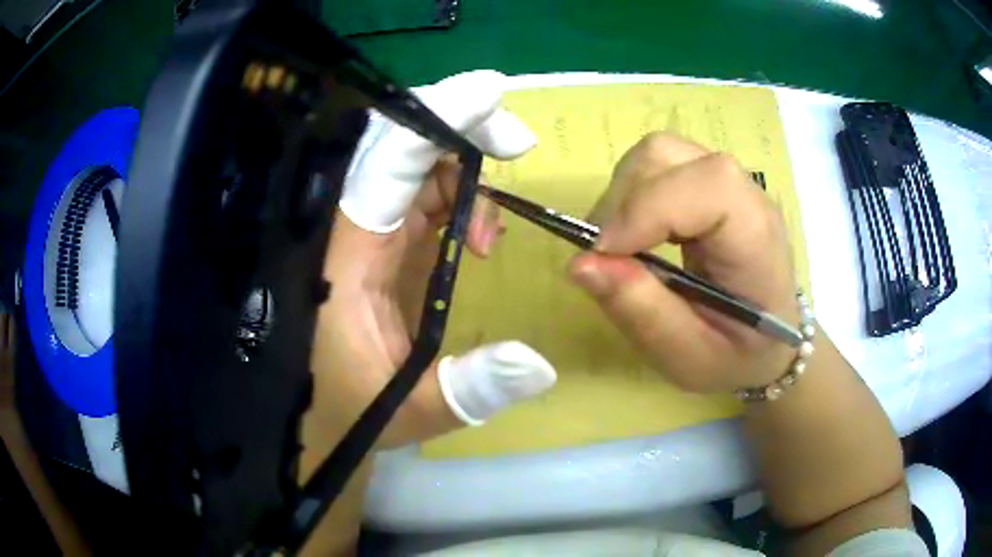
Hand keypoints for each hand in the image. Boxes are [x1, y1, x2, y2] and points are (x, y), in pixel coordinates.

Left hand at [307, 71, 556, 452]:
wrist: (320, 414)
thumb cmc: (348, 412)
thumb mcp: (410, 409)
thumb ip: (471, 389)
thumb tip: (541, 364)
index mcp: (346, 259)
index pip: (385, 168)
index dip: (433, 123)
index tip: (490, 97)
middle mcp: (351, 232)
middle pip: (398, 147)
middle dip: (458, 129)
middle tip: (514, 141)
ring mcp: (365, 234)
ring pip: (413, 167)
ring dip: (464, 172)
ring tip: (491, 237)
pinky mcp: (379, 244)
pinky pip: (419, 196)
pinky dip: (457, 198)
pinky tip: (479, 238)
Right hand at [569, 132, 798, 392]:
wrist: (772, 342)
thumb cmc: (738, 357)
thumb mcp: (689, 357)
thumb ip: (641, 312)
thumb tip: (580, 264)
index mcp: (756, 238)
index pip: (704, 185)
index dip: (645, 209)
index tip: (602, 255)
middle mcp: (745, 194)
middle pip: (668, 154)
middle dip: (622, 199)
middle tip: (605, 255)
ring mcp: (727, 183)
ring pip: (657, 153)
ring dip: (623, 194)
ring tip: (618, 246)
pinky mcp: (709, 185)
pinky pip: (659, 167)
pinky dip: (633, 195)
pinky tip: (637, 234)